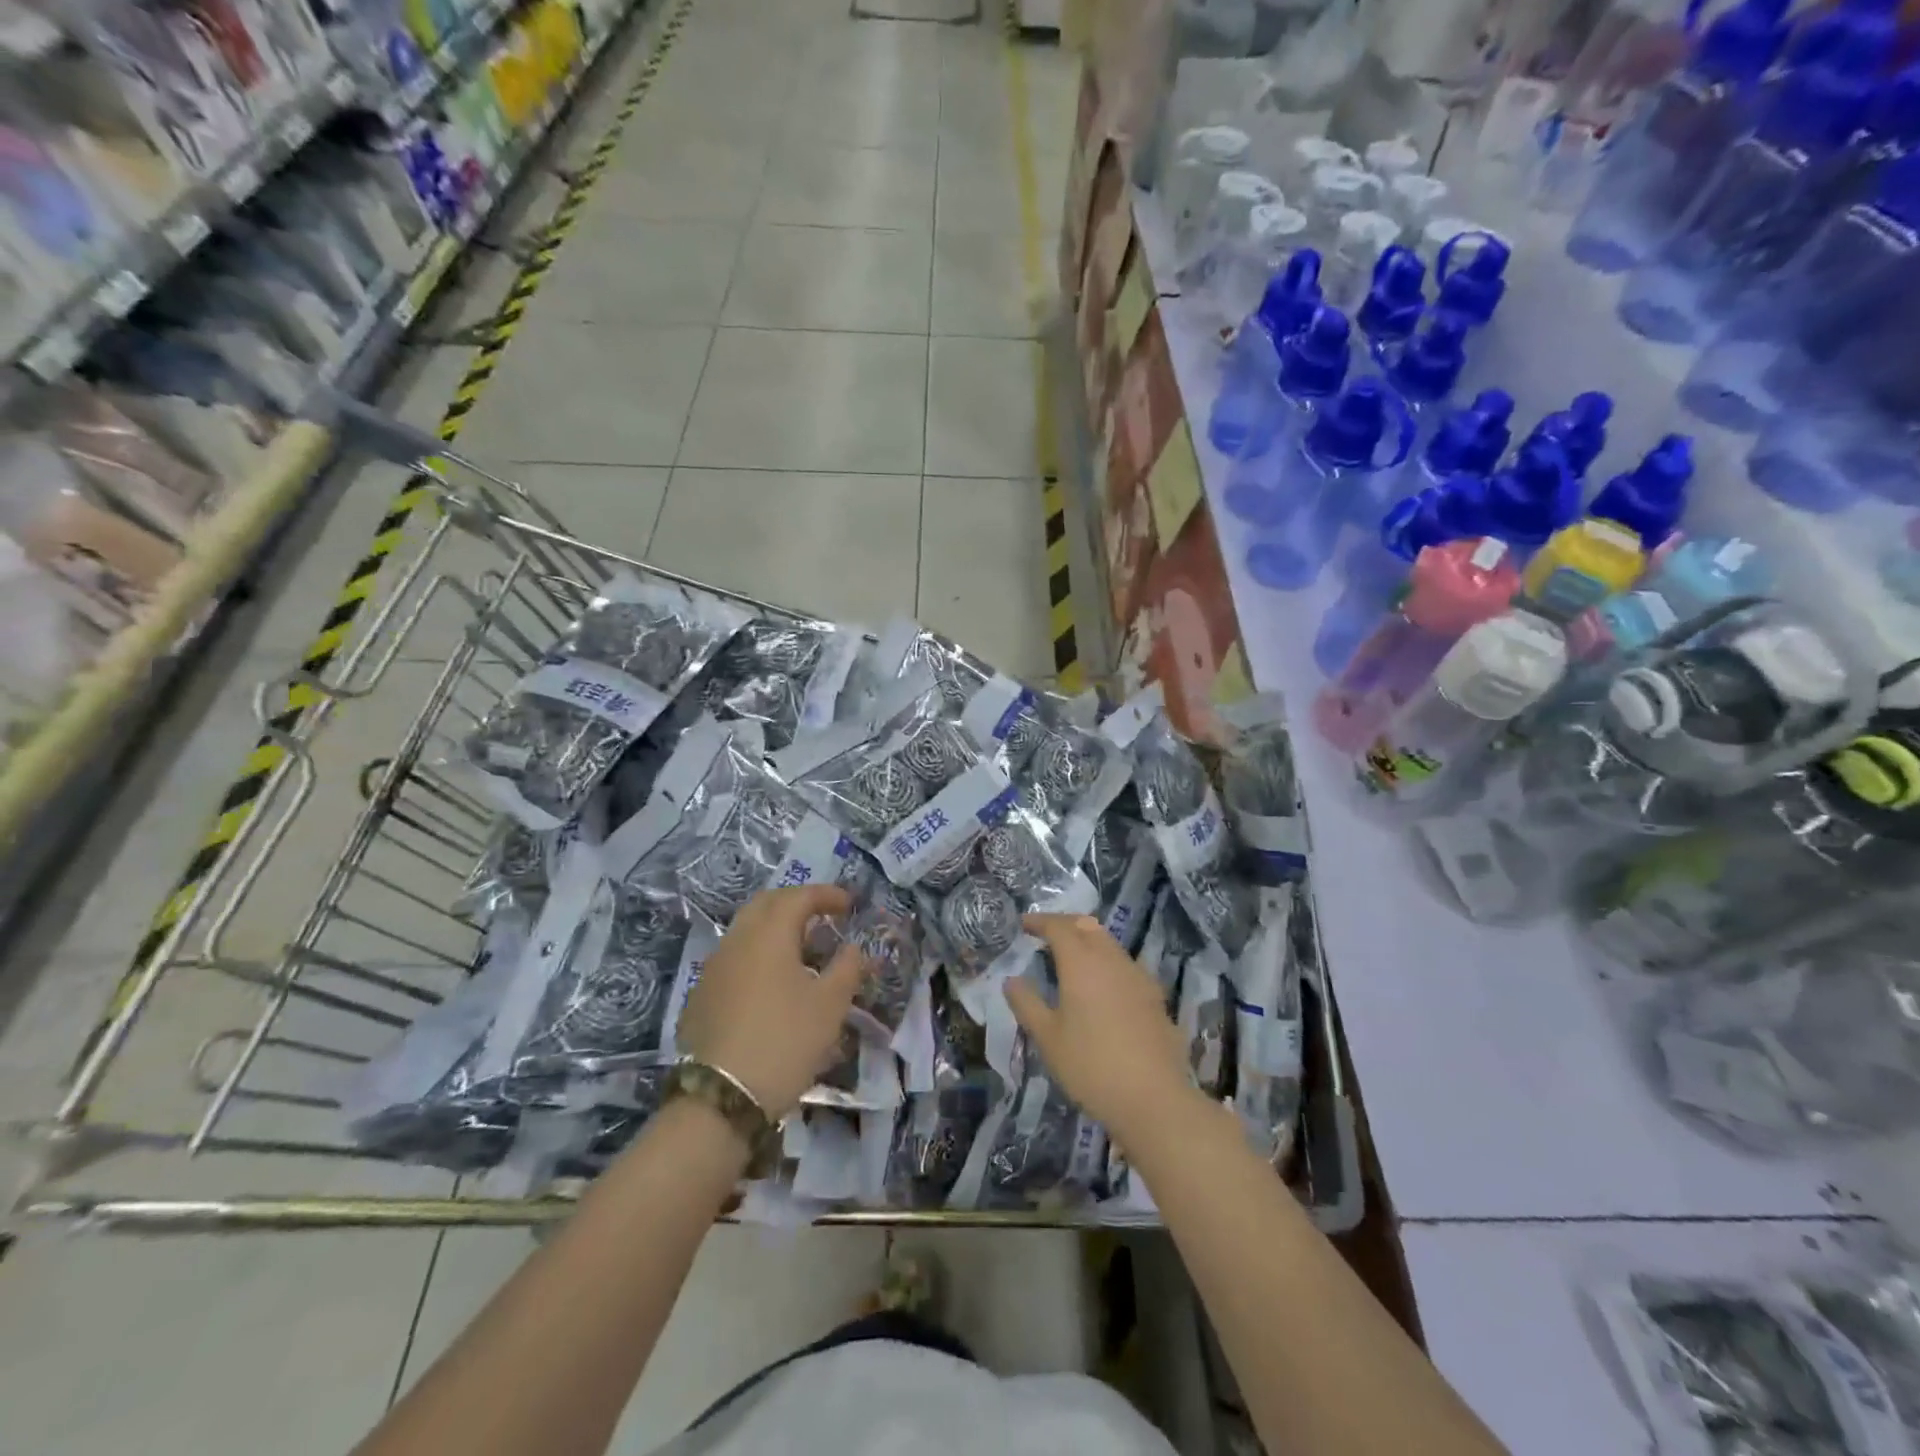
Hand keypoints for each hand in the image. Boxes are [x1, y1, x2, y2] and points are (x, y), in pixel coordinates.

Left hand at [677, 885, 870, 1118]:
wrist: (720, 1099)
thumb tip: (853, 947)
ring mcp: (714, 968)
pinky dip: (758, 954)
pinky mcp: (702, 996)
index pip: (799, 897)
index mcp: (769, 934)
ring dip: (775, 928)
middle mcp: (737, 941)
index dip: (826, 895)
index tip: (849, 904)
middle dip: (796, 903)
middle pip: (766, 904)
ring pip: (746, 930)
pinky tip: (772, 982)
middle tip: (822, 916)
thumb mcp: (830, 1005)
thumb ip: (847, 968)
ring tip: (801, 949)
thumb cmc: (784, 1041)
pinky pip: (734, 957)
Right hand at [1005, 913, 1199, 1146]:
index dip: (1040, 921)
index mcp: (1082, 963)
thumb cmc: (1091, 1066)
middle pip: (1088, 926)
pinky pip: (1124, 964)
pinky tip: (1101, 986)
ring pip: (1109, 943)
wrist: (1154, 1099)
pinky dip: (1106, 961)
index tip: (1024, 924)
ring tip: (1070, 958)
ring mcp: (1137, 976)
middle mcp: (1111, 959)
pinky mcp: (1154, 996)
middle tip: (1046, 934)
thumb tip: (1011, 980)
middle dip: (1065, 924)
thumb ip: (1027, 1003)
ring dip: (1087, 940)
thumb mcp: (1048, 1038)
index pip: (1059, 927)